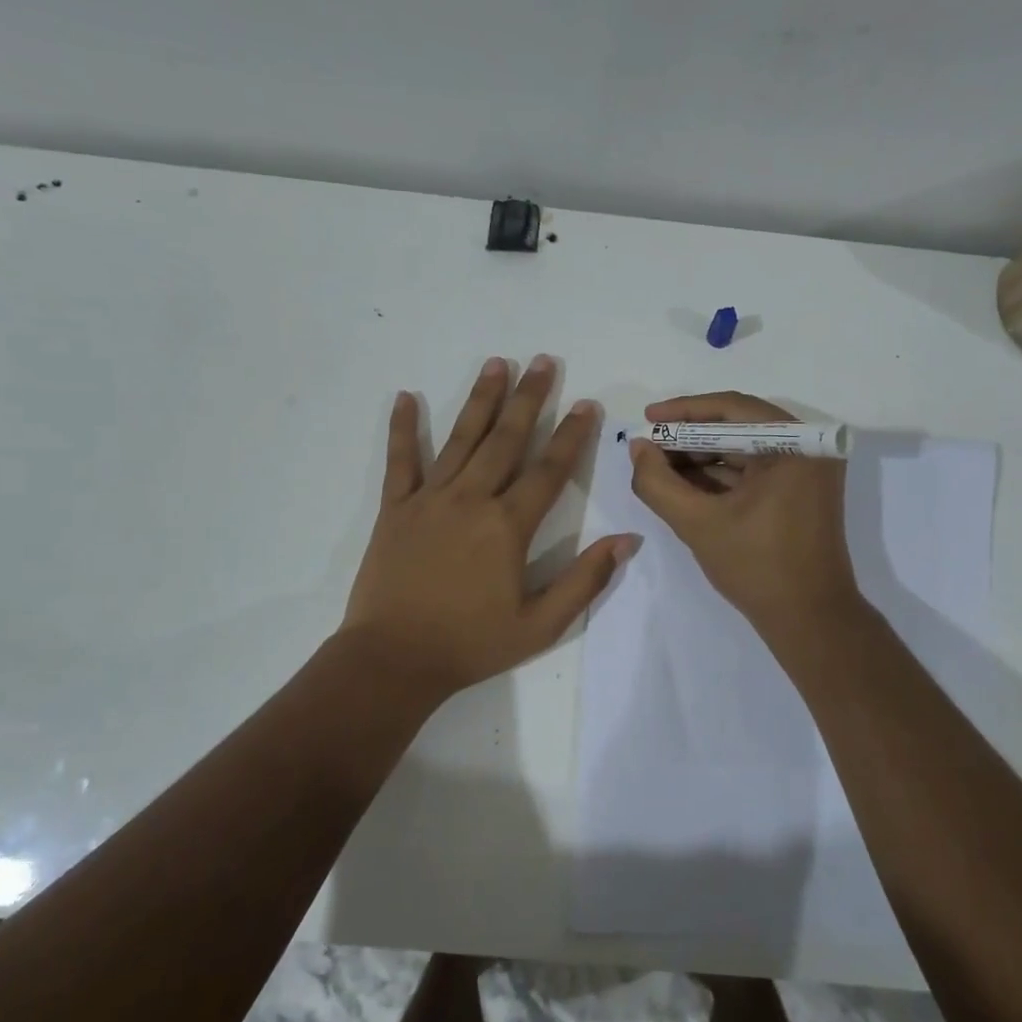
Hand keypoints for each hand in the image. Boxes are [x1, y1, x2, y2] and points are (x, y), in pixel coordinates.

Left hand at [343, 356, 638, 696]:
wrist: (393, 660)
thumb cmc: (471, 644)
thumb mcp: (541, 624)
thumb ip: (585, 580)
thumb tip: (628, 540)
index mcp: (508, 526)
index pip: (549, 470)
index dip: (572, 435)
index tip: (587, 403)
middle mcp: (470, 500)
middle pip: (506, 439)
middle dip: (529, 398)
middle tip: (544, 361)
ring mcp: (429, 500)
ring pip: (461, 439)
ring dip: (481, 399)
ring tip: (497, 363)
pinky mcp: (395, 509)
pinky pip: (400, 461)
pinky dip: (403, 428)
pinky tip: (406, 397)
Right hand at [627, 392, 861, 635]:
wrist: (809, 620)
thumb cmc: (757, 567)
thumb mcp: (698, 523)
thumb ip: (658, 483)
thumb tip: (638, 448)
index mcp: (796, 445)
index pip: (732, 408)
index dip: (684, 412)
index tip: (647, 418)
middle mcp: (809, 449)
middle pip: (738, 427)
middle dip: (689, 438)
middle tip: (649, 447)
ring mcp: (807, 472)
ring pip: (744, 450)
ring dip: (701, 458)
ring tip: (659, 467)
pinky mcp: (801, 493)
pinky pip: (755, 472)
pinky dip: (720, 477)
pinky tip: (684, 485)